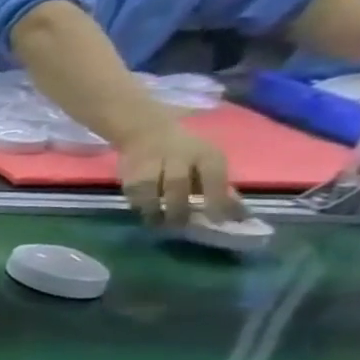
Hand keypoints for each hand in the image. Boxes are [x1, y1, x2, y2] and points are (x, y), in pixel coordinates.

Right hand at [117, 119, 243, 225]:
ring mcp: (148, 162)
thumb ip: (217, 185)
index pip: (213, 179)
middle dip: (178, 207)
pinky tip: (143, 212)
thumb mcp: (208, 162)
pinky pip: (131, 190)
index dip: (218, 201)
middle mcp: (177, 156)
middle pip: (176, 184)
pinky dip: (137, 204)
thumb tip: (233, 212)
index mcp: (205, 155)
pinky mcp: (127, 171)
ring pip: (147, 188)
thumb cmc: (186, 151)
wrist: (146, 133)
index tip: (222, 222)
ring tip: (157, 223)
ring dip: (152, 208)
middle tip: (180, 226)